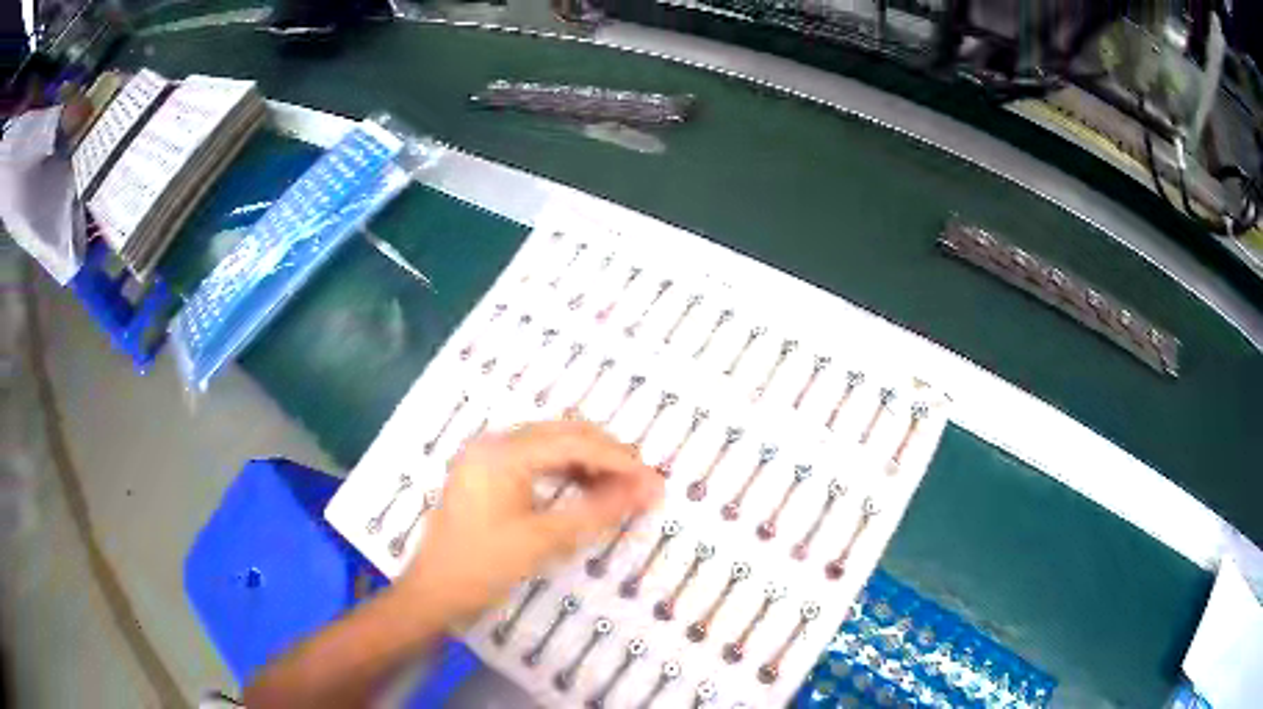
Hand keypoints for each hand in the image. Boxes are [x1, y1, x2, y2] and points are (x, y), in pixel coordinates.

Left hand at [396, 420, 663, 620]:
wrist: (432, 593)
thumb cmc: (483, 567)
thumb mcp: (544, 540)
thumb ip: (598, 510)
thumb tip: (648, 490)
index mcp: (503, 452)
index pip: (573, 443)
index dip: (618, 459)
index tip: (653, 480)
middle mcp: (493, 443)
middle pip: (561, 433)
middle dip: (605, 455)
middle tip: (641, 483)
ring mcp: (484, 456)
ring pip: (548, 444)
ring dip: (586, 461)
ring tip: (619, 487)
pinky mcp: (483, 473)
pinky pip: (532, 460)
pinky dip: (562, 471)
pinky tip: (583, 489)